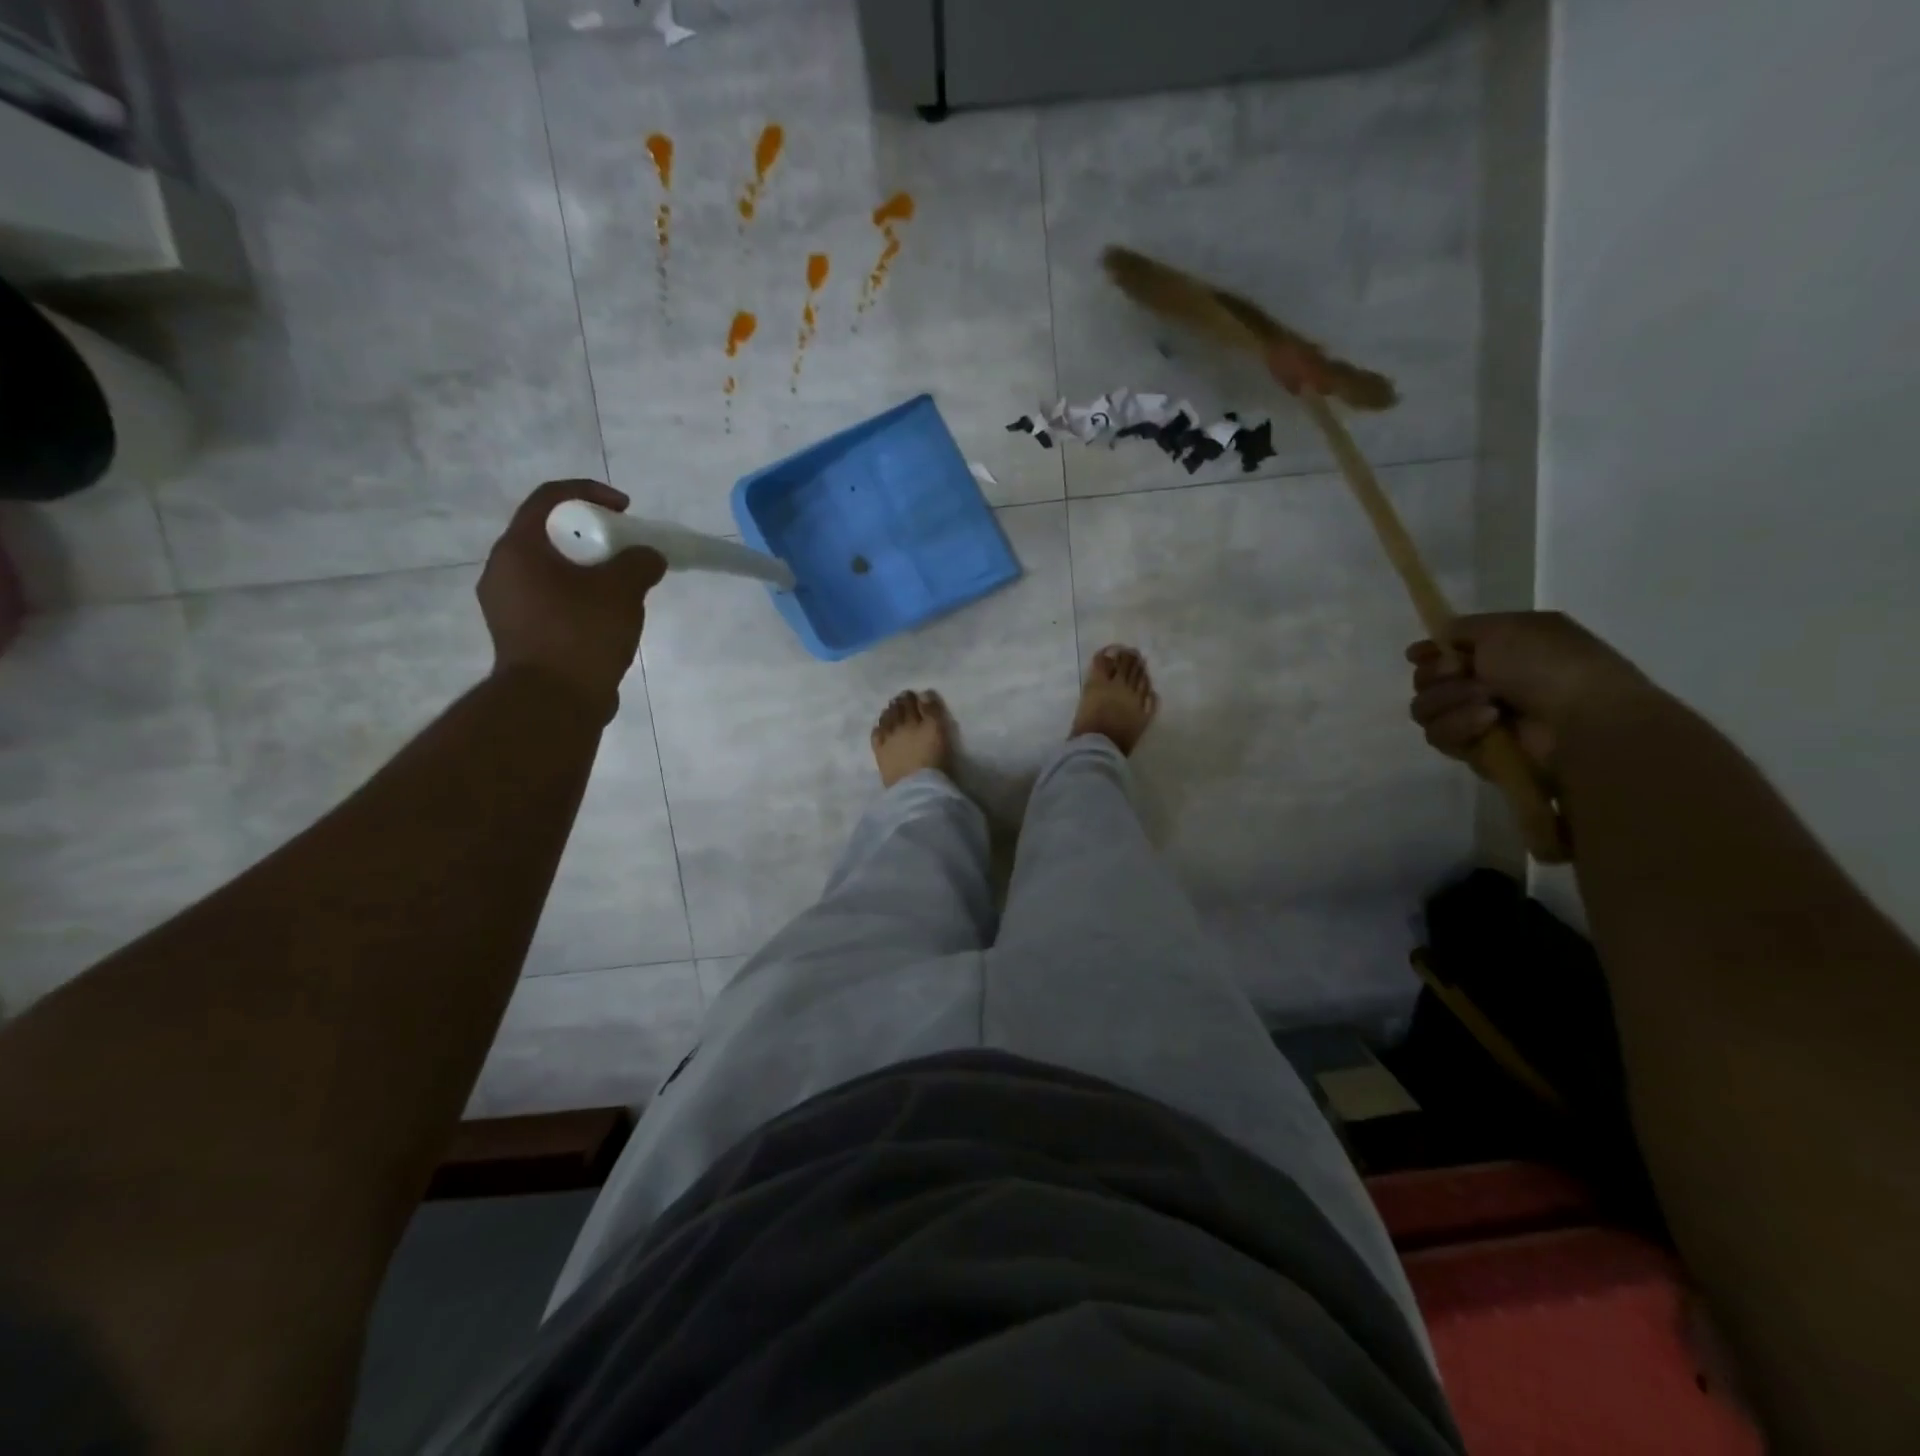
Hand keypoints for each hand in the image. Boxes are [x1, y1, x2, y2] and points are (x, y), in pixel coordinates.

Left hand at [478, 481, 665, 715]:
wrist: (552, 703)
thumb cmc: (581, 635)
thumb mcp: (621, 591)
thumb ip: (639, 563)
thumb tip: (649, 556)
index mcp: (518, 549)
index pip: (549, 498)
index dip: (590, 493)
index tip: (625, 509)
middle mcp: (503, 571)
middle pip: (548, 535)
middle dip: (591, 535)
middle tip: (625, 549)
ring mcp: (507, 606)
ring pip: (551, 570)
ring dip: (586, 569)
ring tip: (622, 586)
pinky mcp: (519, 634)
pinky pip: (551, 599)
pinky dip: (579, 596)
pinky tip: (607, 616)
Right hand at [1407, 611, 1653, 776]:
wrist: (1582, 723)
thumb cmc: (1551, 666)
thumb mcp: (1507, 628)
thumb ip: (1462, 628)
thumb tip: (1434, 643)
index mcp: (1499, 650)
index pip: (1442, 651)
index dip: (1427, 652)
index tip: (1419, 654)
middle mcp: (1484, 683)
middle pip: (1425, 680)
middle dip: (1437, 675)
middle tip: (1461, 673)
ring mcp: (1476, 718)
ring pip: (1425, 708)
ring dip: (1449, 701)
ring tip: (1488, 703)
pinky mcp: (1472, 749)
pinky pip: (1439, 735)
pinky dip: (1459, 725)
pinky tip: (1489, 723)